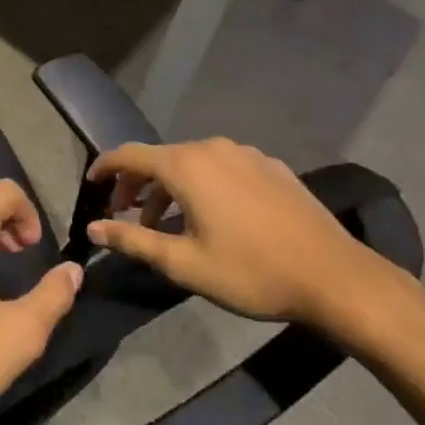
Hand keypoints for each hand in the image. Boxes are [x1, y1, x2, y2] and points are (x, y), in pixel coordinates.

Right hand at [84, 139, 402, 333]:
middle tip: (125, 216)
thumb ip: (133, 241)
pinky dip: (203, 186)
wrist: (334, 276)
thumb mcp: (183, 264)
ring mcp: (246, 154)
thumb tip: (93, 230)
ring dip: (170, 189)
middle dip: (137, 185)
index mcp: (186, 166)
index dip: (105, 168)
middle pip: (161, 158)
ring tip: (166, 225)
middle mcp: (212, 148)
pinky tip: (212, 218)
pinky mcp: (271, 167)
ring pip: (193, 163)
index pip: (130, 155)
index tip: (90, 184)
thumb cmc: (251, 272)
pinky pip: (222, 168)